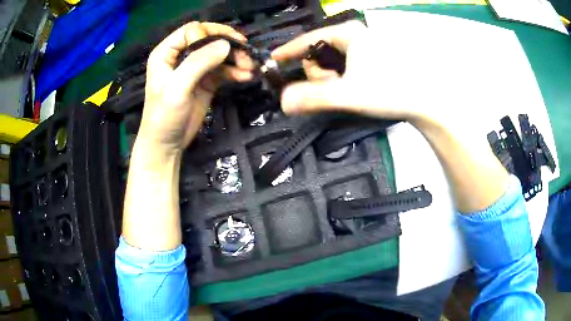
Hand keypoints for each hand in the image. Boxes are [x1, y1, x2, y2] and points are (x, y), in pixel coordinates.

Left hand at [137, 22, 253, 156]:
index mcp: (167, 53)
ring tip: (250, 68)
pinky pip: (223, 70)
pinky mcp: (206, 81)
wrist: (167, 144)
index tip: (223, 48)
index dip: (208, 35)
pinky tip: (246, 76)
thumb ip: (198, 63)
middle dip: (228, 45)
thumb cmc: (164, 116)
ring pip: (219, 54)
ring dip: (236, 59)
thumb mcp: (177, 88)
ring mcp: (195, 68)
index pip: (191, 30)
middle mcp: (181, 56)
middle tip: (246, 54)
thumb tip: (225, 45)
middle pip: (209, 39)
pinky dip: (235, 71)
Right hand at [273, 21, 508, 212]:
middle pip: (319, 51)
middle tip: (331, 89)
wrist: (427, 101)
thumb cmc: (390, 90)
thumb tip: (283, 102)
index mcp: (348, 34)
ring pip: (334, 60)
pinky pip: (347, 65)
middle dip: (318, 73)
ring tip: (346, 91)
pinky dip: (343, 78)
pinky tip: (354, 89)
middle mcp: (356, 36)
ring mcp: (367, 47)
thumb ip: (313, 97)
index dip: (288, 51)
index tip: (273, 61)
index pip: (308, 39)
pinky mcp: (375, 59)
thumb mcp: (348, 94)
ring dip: (331, 78)